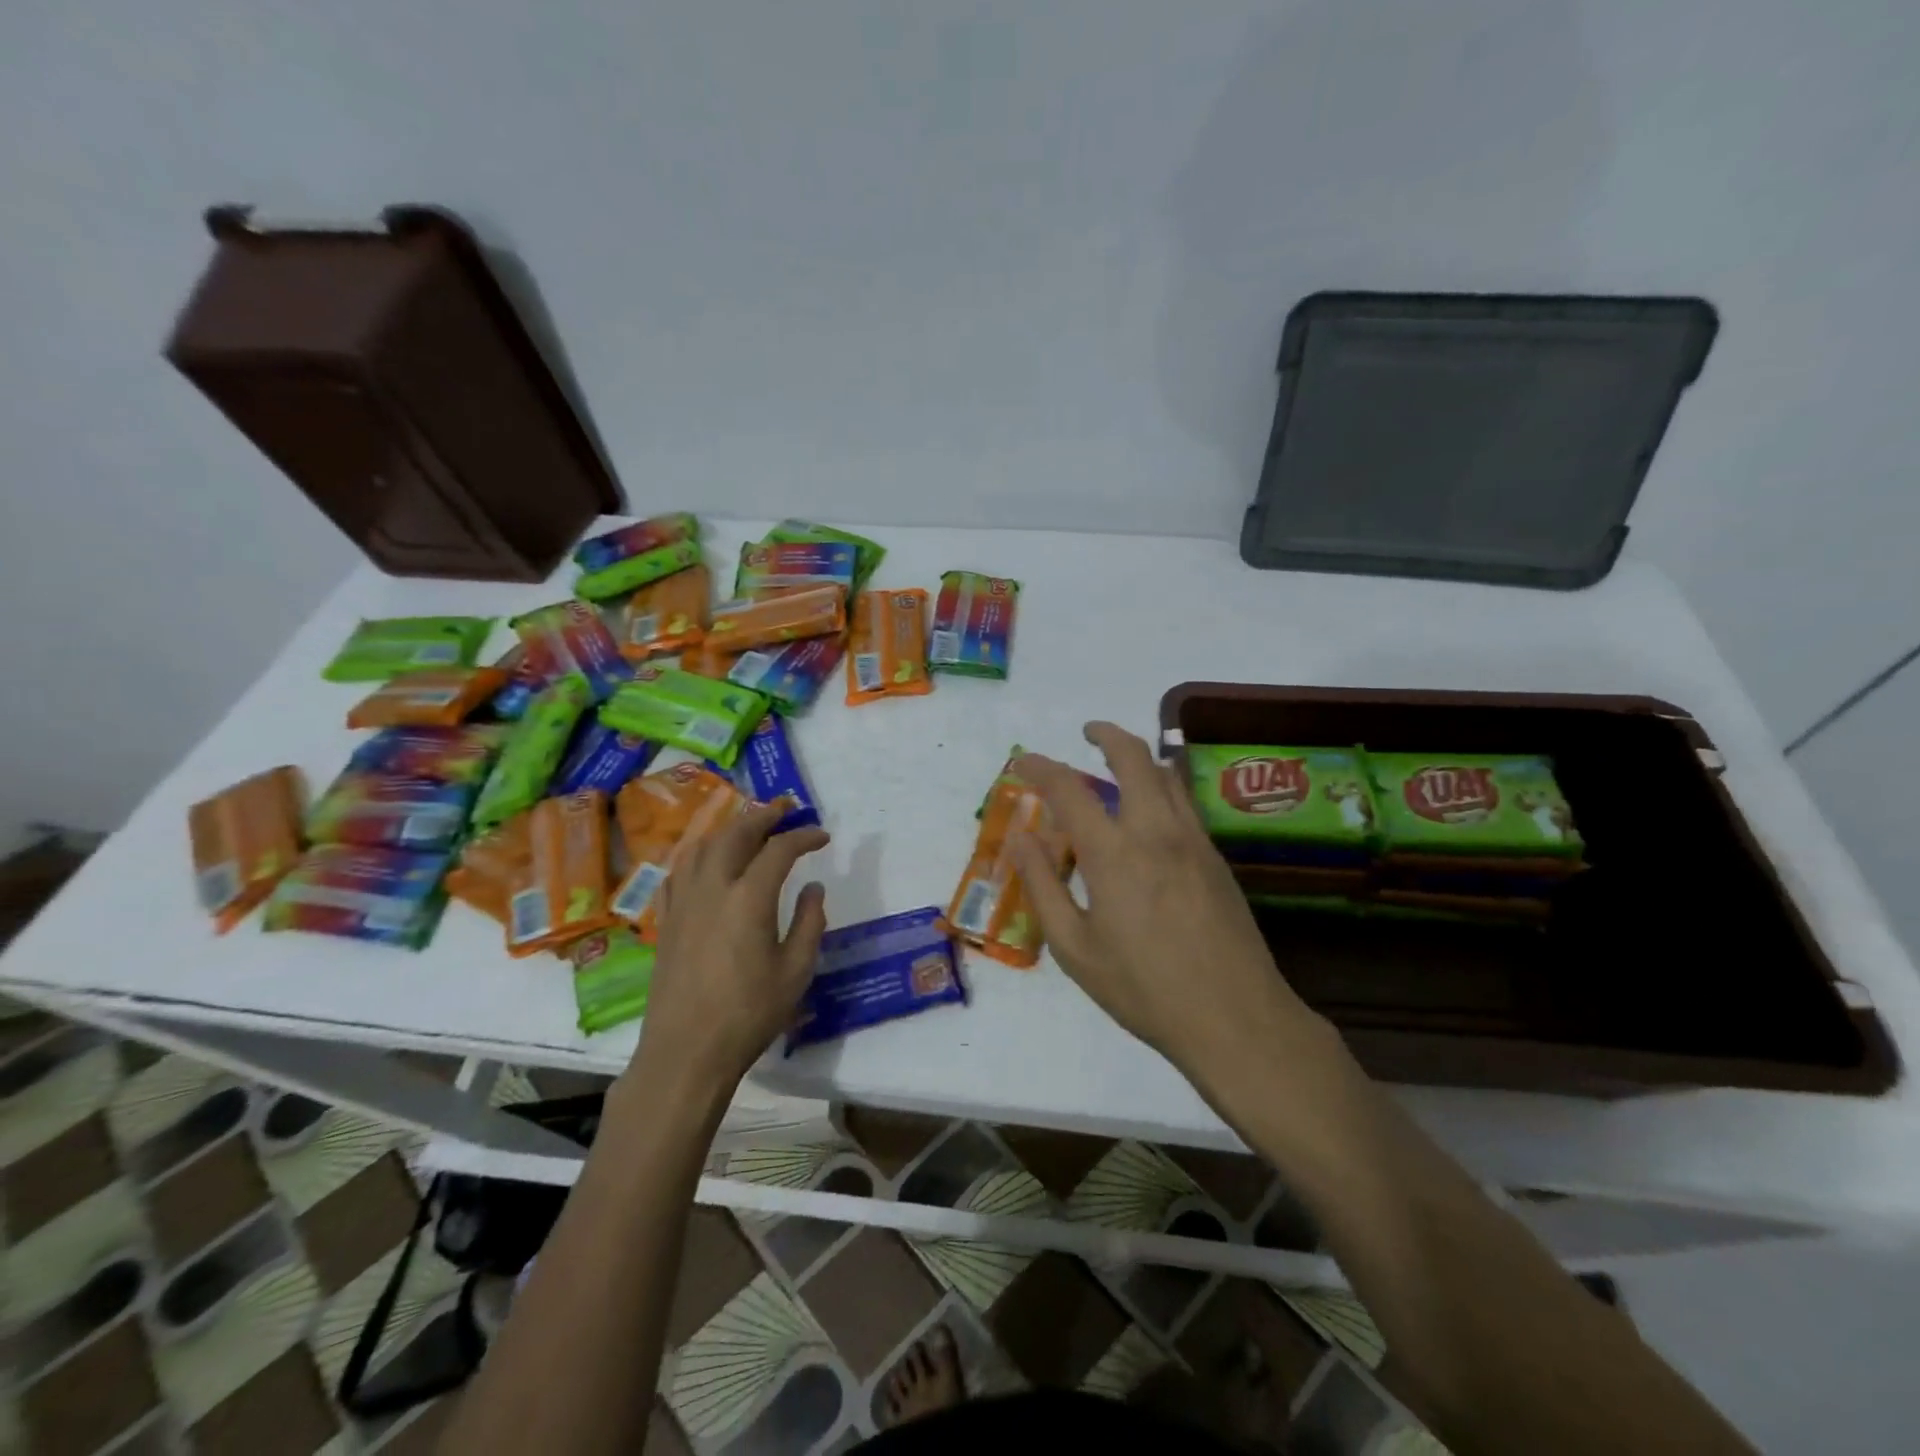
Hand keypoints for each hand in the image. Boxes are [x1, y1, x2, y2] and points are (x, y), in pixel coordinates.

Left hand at [633, 803, 829, 1091]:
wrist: (686, 1052)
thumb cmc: (749, 1014)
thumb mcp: (796, 971)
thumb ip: (809, 922)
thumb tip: (812, 888)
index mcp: (748, 898)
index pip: (779, 849)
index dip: (803, 836)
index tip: (822, 836)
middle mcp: (713, 888)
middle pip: (736, 833)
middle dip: (763, 815)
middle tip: (785, 808)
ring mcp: (684, 902)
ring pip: (703, 845)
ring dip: (729, 827)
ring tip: (748, 826)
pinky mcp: (667, 920)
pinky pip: (680, 870)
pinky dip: (699, 853)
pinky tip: (707, 860)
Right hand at [1009, 724, 1323, 1080]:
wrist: (1236, 1018)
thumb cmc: (1144, 989)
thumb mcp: (1075, 948)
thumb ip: (1043, 886)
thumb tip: (1019, 837)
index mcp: (1114, 854)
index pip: (1069, 789)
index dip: (1040, 767)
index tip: (1023, 761)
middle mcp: (1156, 831)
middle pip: (1133, 757)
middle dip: (1107, 734)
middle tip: (1087, 733)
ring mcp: (1194, 841)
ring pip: (1167, 774)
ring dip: (1139, 756)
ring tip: (1117, 764)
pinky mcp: (1217, 857)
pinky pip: (1184, 802)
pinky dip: (1161, 785)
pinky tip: (1150, 812)